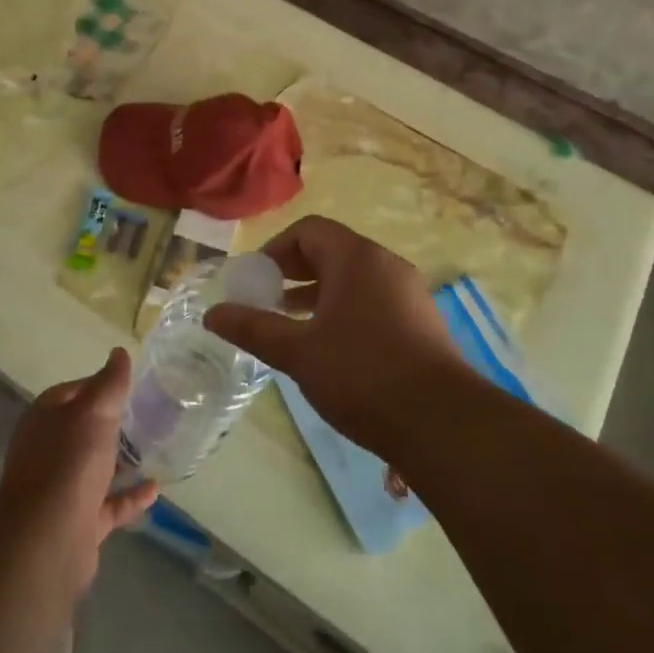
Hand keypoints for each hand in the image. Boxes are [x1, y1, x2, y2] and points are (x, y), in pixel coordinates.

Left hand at [0, 348, 157, 592]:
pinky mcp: (79, 524)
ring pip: (95, 469)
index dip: (99, 384)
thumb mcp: (94, 410)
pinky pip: (109, 505)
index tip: (129, 383)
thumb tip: (119, 352)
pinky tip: (155, 489)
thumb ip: (110, 382)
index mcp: (46, 419)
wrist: (47, 539)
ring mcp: (62, 491)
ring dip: (121, 460)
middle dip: (111, 423)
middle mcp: (49, 452)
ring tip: (155, 447)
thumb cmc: (69, 461)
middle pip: (83, 431)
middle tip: (148, 413)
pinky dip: (130, 497)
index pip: (73, 392)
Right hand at [206, 216, 466, 456]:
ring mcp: (408, 291)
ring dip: (319, 294)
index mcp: (356, 257)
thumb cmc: (361, 375)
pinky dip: (345, 309)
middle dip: (294, 272)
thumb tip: (212, 314)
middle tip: (267, 300)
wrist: (441, 422)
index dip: (276, 249)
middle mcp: (385, 263)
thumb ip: (253, 328)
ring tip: (292, 324)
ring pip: (354, 278)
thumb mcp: (298, 352)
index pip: (309, 230)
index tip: (254, 280)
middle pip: (332, 251)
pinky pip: (373, 299)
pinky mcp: (421, 320)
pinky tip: (332, 347)